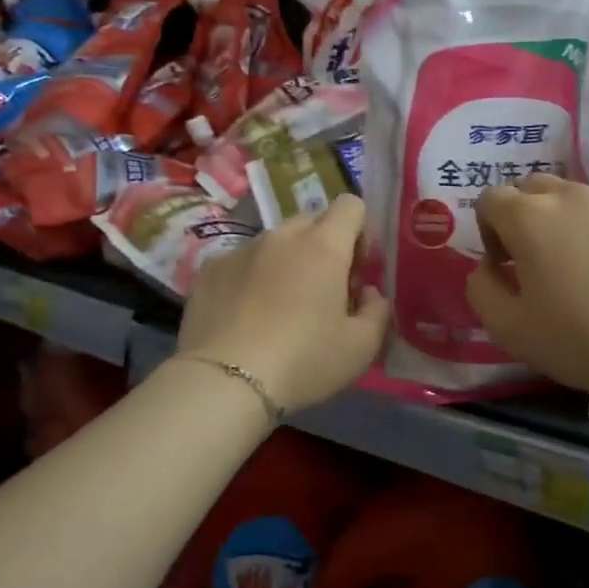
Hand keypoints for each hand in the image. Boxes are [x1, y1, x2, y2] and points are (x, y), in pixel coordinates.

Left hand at [178, 194, 390, 412]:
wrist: (225, 382)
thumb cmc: (304, 361)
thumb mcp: (361, 347)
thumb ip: (378, 310)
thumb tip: (368, 293)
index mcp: (324, 246)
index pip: (351, 205)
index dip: (360, 232)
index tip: (356, 271)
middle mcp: (282, 237)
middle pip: (312, 221)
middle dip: (324, 246)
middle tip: (323, 290)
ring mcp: (241, 250)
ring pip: (275, 242)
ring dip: (287, 262)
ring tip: (280, 307)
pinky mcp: (210, 269)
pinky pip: (242, 261)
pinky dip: (251, 278)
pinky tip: (246, 316)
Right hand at [466, 176, 588, 398]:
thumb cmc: (581, 339)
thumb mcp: (509, 329)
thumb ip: (481, 289)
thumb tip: (487, 267)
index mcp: (529, 217)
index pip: (491, 198)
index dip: (489, 229)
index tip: (506, 265)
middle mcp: (570, 194)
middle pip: (533, 188)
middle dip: (525, 216)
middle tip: (540, 261)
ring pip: (576, 197)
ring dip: (567, 222)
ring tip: (588, 267)